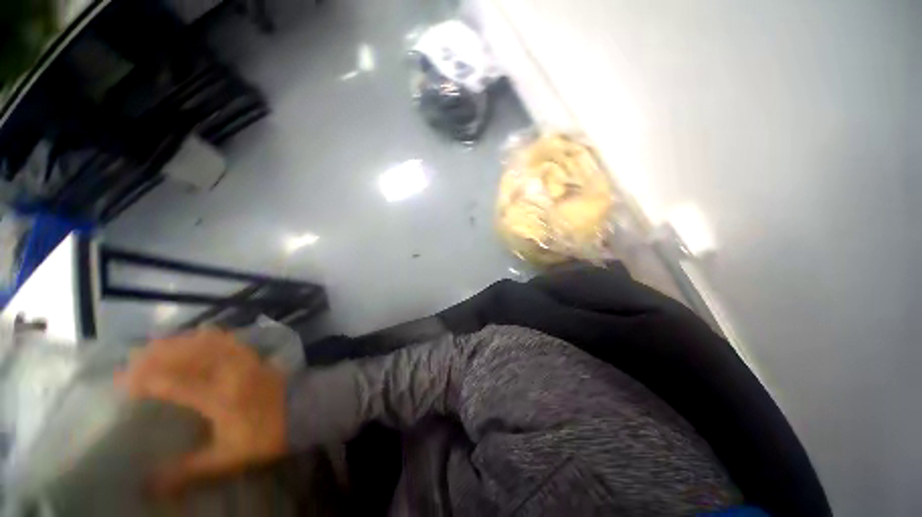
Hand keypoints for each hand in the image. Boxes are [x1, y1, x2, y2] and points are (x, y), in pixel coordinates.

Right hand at [116, 328, 287, 495]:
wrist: (303, 411)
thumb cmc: (265, 436)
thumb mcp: (226, 459)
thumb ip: (187, 471)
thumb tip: (149, 486)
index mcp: (221, 398)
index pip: (176, 384)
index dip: (146, 381)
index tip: (121, 382)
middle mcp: (231, 373)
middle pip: (190, 356)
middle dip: (157, 355)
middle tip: (131, 358)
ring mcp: (245, 360)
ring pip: (208, 343)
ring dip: (180, 342)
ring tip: (154, 344)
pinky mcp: (255, 355)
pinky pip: (229, 339)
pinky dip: (208, 336)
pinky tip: (196, 334)